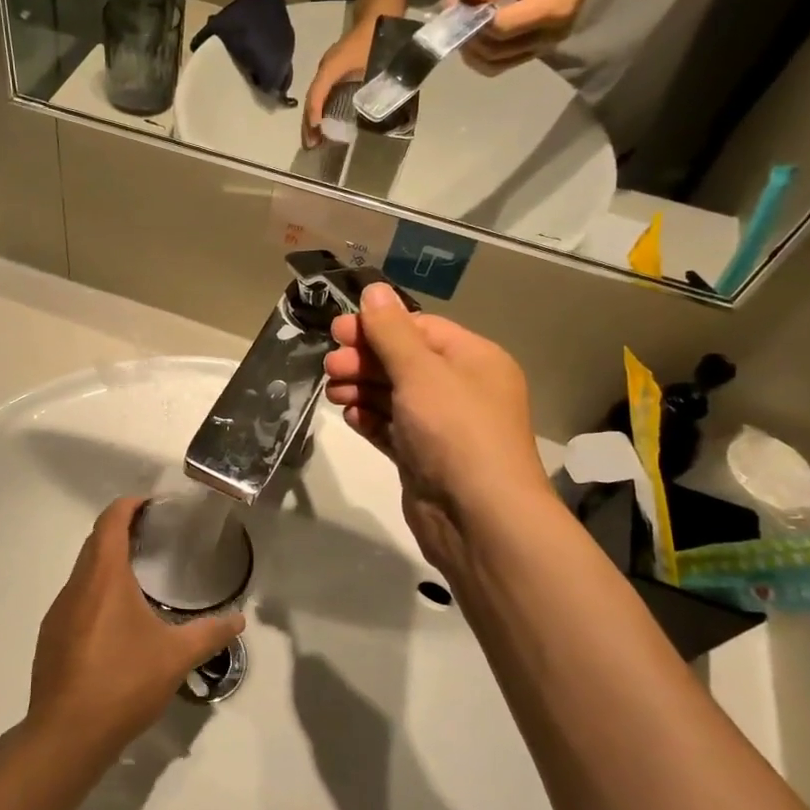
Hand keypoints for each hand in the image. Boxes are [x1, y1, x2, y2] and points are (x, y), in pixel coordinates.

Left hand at [26, 498, 244, 765]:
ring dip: (107, 562)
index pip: (111, 522)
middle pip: (95, 542)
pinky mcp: (51, 637)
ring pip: (83, 571)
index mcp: (104, 577)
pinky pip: (75, 598)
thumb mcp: (176, 658)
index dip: (129, 505)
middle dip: (120, 530)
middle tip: (153, 536)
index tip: (151, 504)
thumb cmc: (123, 683)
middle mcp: (76, 586)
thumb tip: (240, 620)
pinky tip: (116, 620)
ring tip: (138, 575)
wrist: (66, 735)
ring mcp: (59, 611)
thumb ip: (210, 634)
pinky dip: (96, 591)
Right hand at [301, 10, 380, 147]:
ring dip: (314, 117)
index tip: (316, 135)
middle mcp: (326, 68)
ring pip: (316, 96)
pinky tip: (326, 120)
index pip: (316, 95)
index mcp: (331, 67)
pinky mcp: (337, 68)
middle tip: (311, 145)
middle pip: (312, 98)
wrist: (380, 11)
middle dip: (309, 123)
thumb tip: (371, 113)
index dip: (314, 115)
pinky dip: (322, 108)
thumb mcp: (377, 64)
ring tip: (315, 137)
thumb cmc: (377, 37)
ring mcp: (330, 67)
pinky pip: (324, 91)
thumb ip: (374, 88)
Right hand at [324, 284, 551, 572]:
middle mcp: (461, 389)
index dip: (377, 327)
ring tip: (334, 393)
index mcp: (473, 360)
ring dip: (362, 389)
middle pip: (403, 362)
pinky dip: (371, 420)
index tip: (337, 332)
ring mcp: (443, 427)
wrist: (479, 519)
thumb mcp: (421, 372)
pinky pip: (393, 428)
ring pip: (394, 396)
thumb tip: (373, 290)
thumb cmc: (454, 432)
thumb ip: (391, 331)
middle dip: (364, 360)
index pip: (419, 329)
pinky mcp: (424, 458)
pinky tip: (351, 418)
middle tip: (330, 367)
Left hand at [456, 0, 626, 75]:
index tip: (458, 6)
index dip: (474, 22)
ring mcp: (543, 48)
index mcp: (547, 10)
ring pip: (495, 64)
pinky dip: (485, 54)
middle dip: (469, 38)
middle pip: (494, 52)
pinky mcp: (538, 51)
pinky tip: (477, 35)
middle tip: (455, 17)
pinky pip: (504, 62)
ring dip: (473, 51)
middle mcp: (546, 37)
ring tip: (464, 27)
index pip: (499, 29)